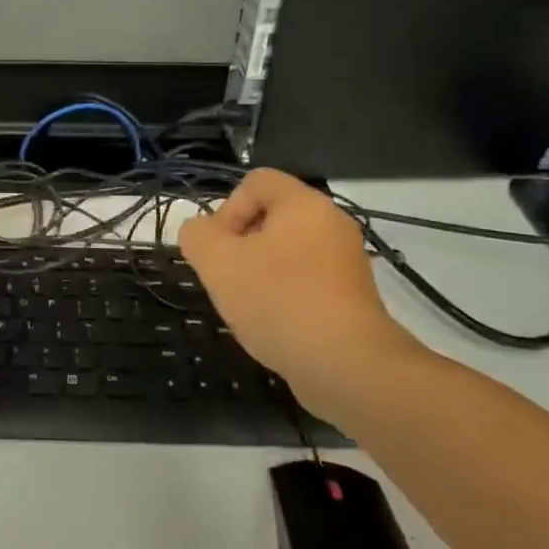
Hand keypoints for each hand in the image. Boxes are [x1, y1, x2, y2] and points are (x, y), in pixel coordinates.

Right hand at [178, 169, 427, 406]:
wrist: (347, 366)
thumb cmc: (278, 300)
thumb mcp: (218, 262)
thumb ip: (197, 236)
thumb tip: (200, 232)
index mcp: (304, 205)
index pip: (257, 181)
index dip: (227, 208)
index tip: (219, 247)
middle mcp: (331, 225)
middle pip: (271, 218)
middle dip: (239, 244)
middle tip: (226, 277)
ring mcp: (346, 263)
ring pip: (287, 252)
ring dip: (258, 272)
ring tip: (247, 304)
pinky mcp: (351, 299)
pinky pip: (305, 282)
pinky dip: (283, 295)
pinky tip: (272, 324)